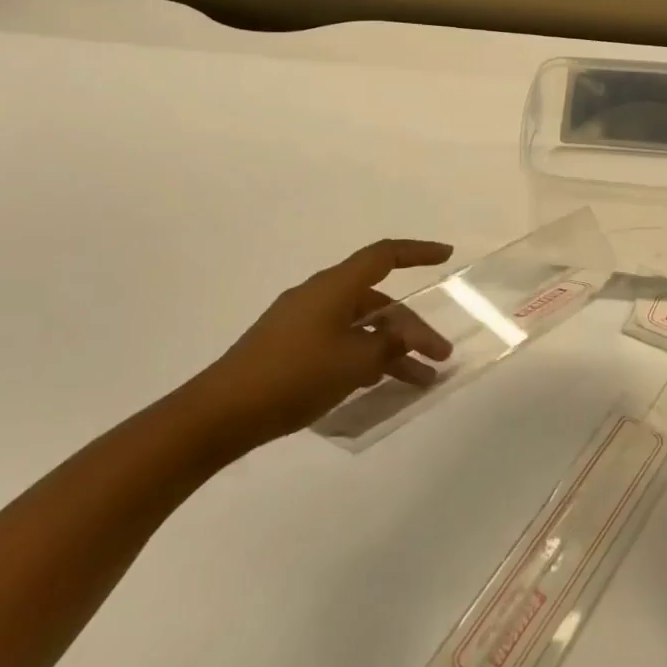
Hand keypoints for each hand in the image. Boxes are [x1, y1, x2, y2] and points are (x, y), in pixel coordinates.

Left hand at [188, 238, 454, 448]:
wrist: (220, 413)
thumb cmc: (293, 376)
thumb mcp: (354, 361)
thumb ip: (388, 345)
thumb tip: (405, 335)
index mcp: (334, 287)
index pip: (384, 256)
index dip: (418, 252)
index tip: (446, 255)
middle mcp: (319, 296)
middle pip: (378, 300)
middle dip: (413, 327)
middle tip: (440, 356)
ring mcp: (302, 321)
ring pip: (361, 326)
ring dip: (392, 349)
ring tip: (419, 381)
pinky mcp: (290, 347)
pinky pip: (341, 341)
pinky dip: (365, 357)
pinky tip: (379, 383)